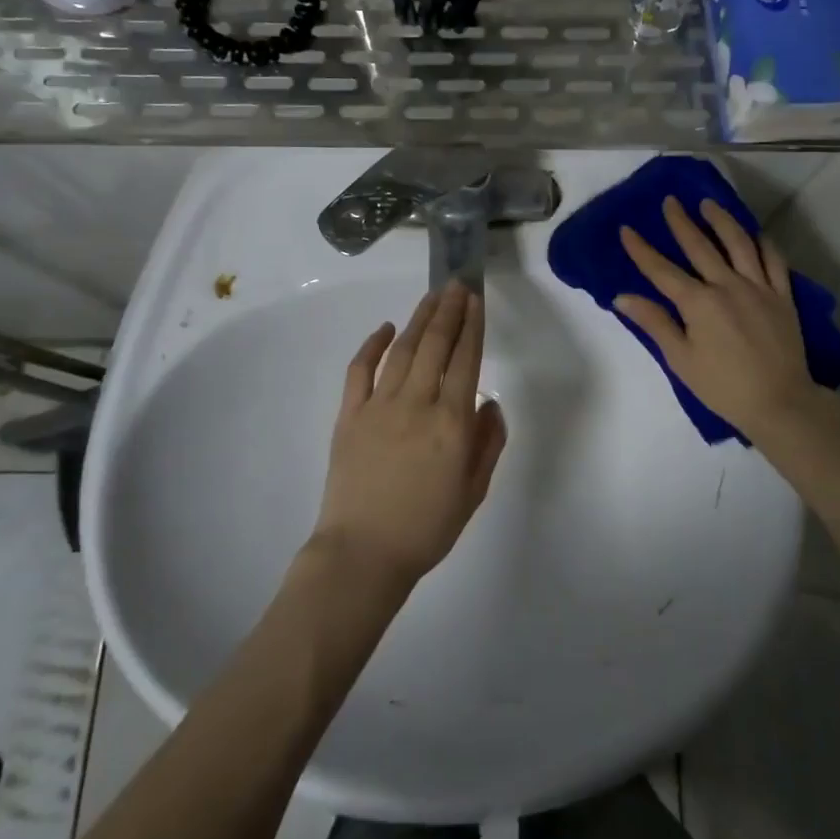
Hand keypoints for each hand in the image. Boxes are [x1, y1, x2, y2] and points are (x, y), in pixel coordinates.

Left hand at [315, 281, 506, 584]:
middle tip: (457, 284)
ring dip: (419, 319)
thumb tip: (490, 403)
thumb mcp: (474, 492)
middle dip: (449, 310)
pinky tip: (386, 328)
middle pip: (436, 345)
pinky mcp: (349, 415)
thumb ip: (488, 443)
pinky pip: (360, 370)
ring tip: (432, 296)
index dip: (472, 326)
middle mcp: (418, 404)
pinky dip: (373, 345)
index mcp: (452, 423)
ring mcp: (379, 406)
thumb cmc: (426, 528)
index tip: (476, 299)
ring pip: (403, 350)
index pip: (467, 360)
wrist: (363, 554)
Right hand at [615, 196, 821, 441]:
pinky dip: (763, 243)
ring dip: (722, 220)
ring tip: (709, 204)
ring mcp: (758, 287)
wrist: (779, 402)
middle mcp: (727, 285)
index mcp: (698, 302)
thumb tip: (622, 297)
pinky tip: (755, 233)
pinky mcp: (783, 296)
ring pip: (739, 243)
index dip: (642, 249)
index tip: (627, 229)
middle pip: (700, 246)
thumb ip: (654, 323)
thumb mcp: (680, 359)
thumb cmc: (722, 386)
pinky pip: (774, 260)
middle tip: (670, 201)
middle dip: (681, 222)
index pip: (662, 270)